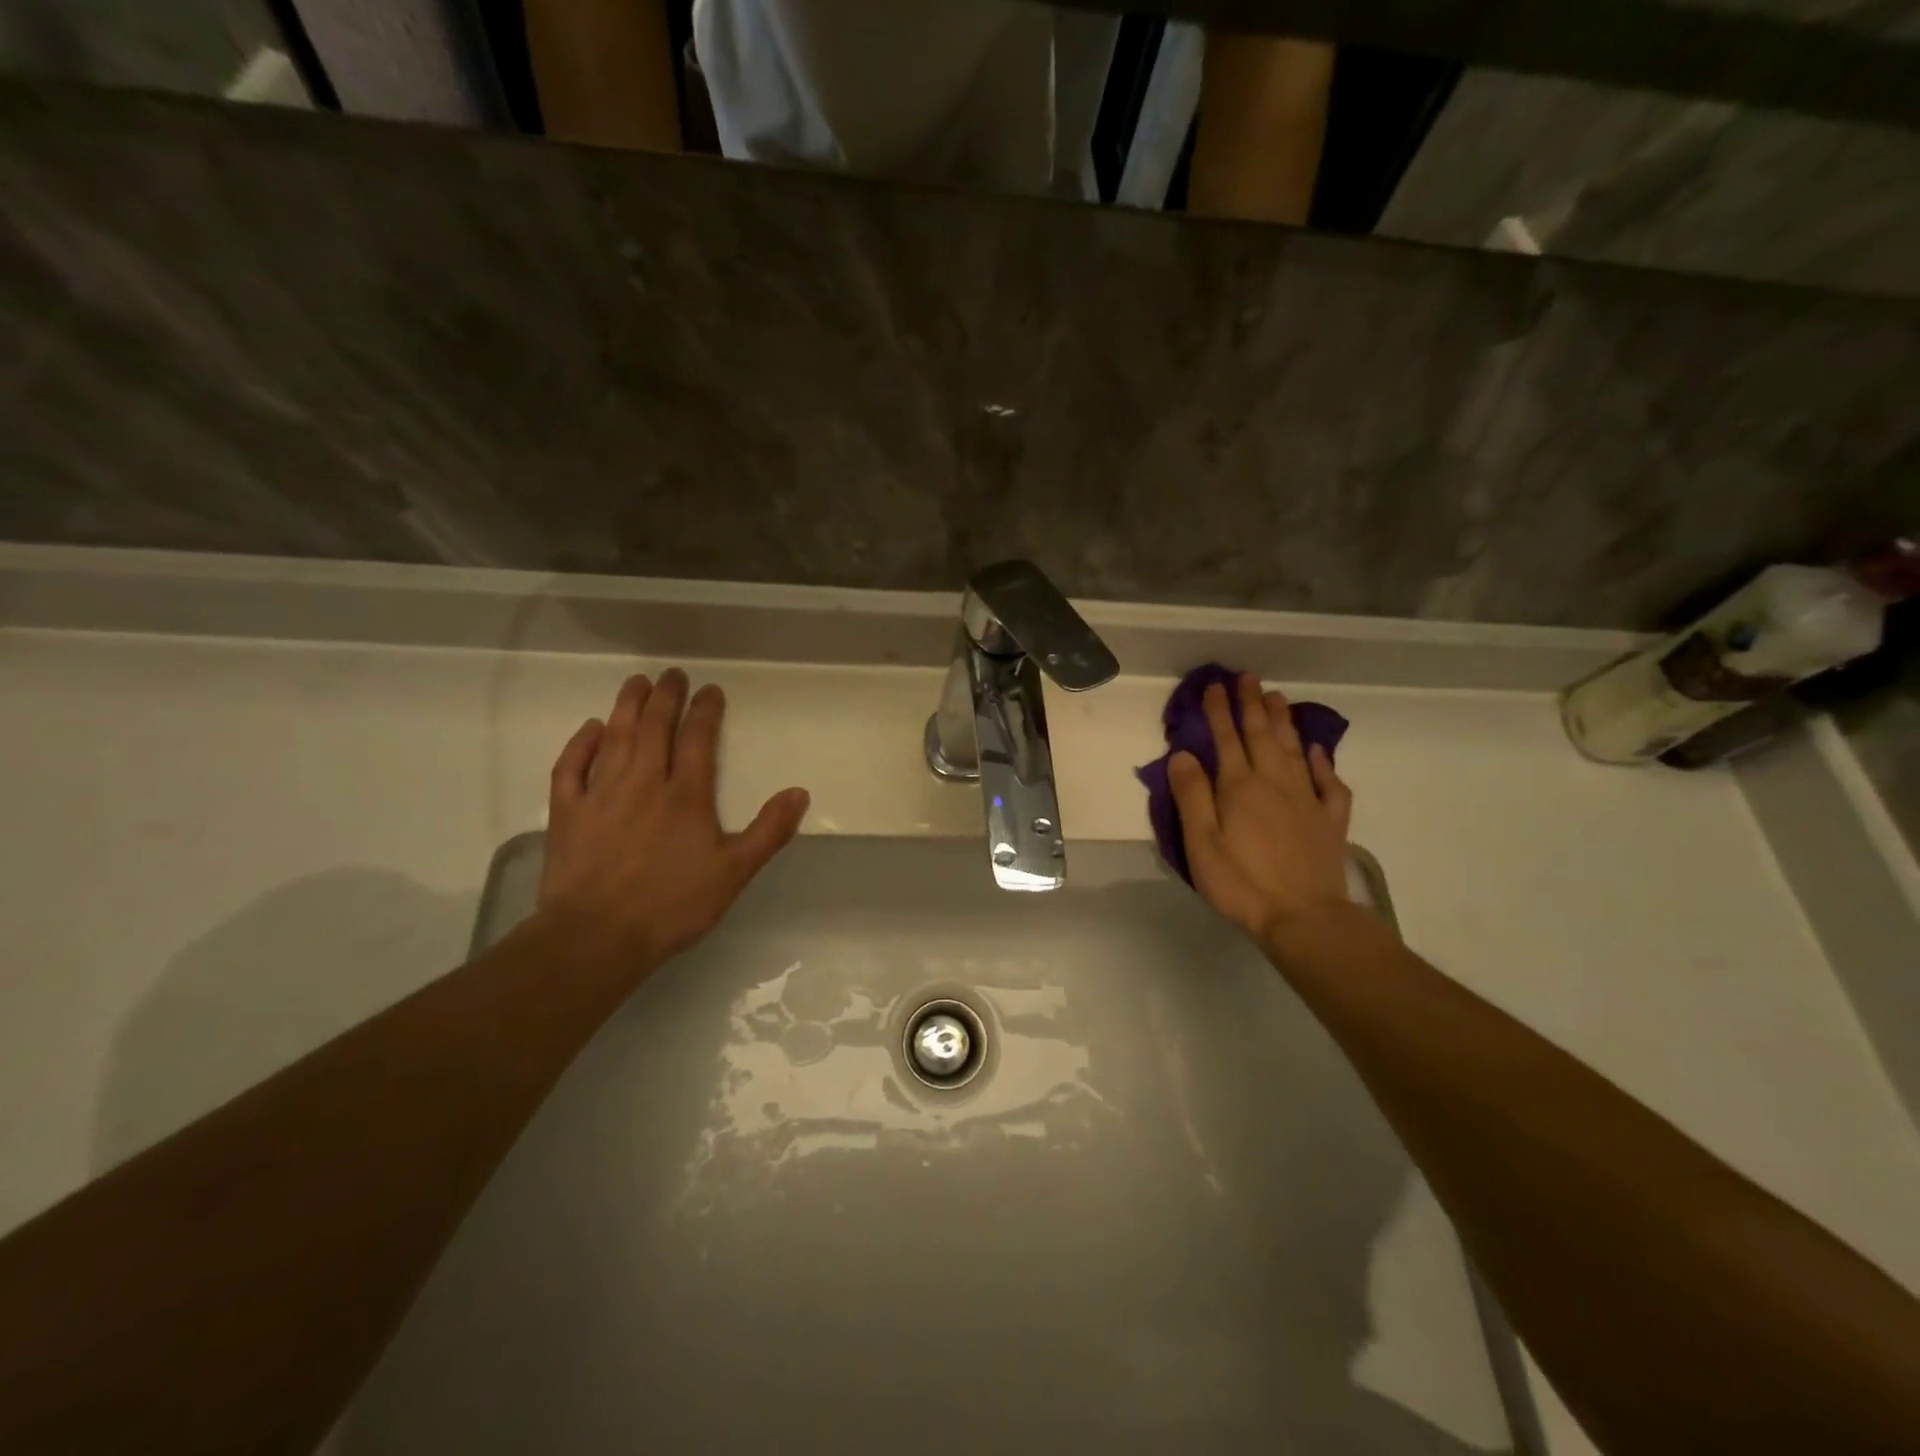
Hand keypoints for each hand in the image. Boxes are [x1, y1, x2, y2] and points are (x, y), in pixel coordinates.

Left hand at [536, 668, 809, 973]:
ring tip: (636, 683)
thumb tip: (800, 792)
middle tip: (672, 674)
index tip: (711, 690)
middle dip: (665, 696)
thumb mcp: (734, 872)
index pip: (698, 739)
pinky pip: (571, 766)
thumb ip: (769, 831)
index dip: (706, 710)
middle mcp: (644, 782)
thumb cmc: (672, 905)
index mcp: (686, 795)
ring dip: (627, 706)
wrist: (597, 936)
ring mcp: (601, 794)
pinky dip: (580, 743)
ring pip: (615, 737)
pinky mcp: (567, 812)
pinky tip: (591, 728)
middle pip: (654, 727)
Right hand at [1169, 672, 1352, 947]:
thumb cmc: (1241, 881)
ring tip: (1277, 698)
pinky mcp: (1329, 820)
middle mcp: (1274, 782)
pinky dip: (1322, 762)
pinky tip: (1317, 750)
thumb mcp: (1201, 842)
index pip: (1226, 739)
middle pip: (1262, 735)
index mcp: (1239, 787)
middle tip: (1248, 677)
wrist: (1303, 916)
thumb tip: (1182, 753)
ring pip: (1294, 749)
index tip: (1215, 686)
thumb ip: (1191, 795)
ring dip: (1284, 721)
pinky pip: (1329, 782)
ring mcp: (1307, 799)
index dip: (1219, 711)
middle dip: (1252, 704)